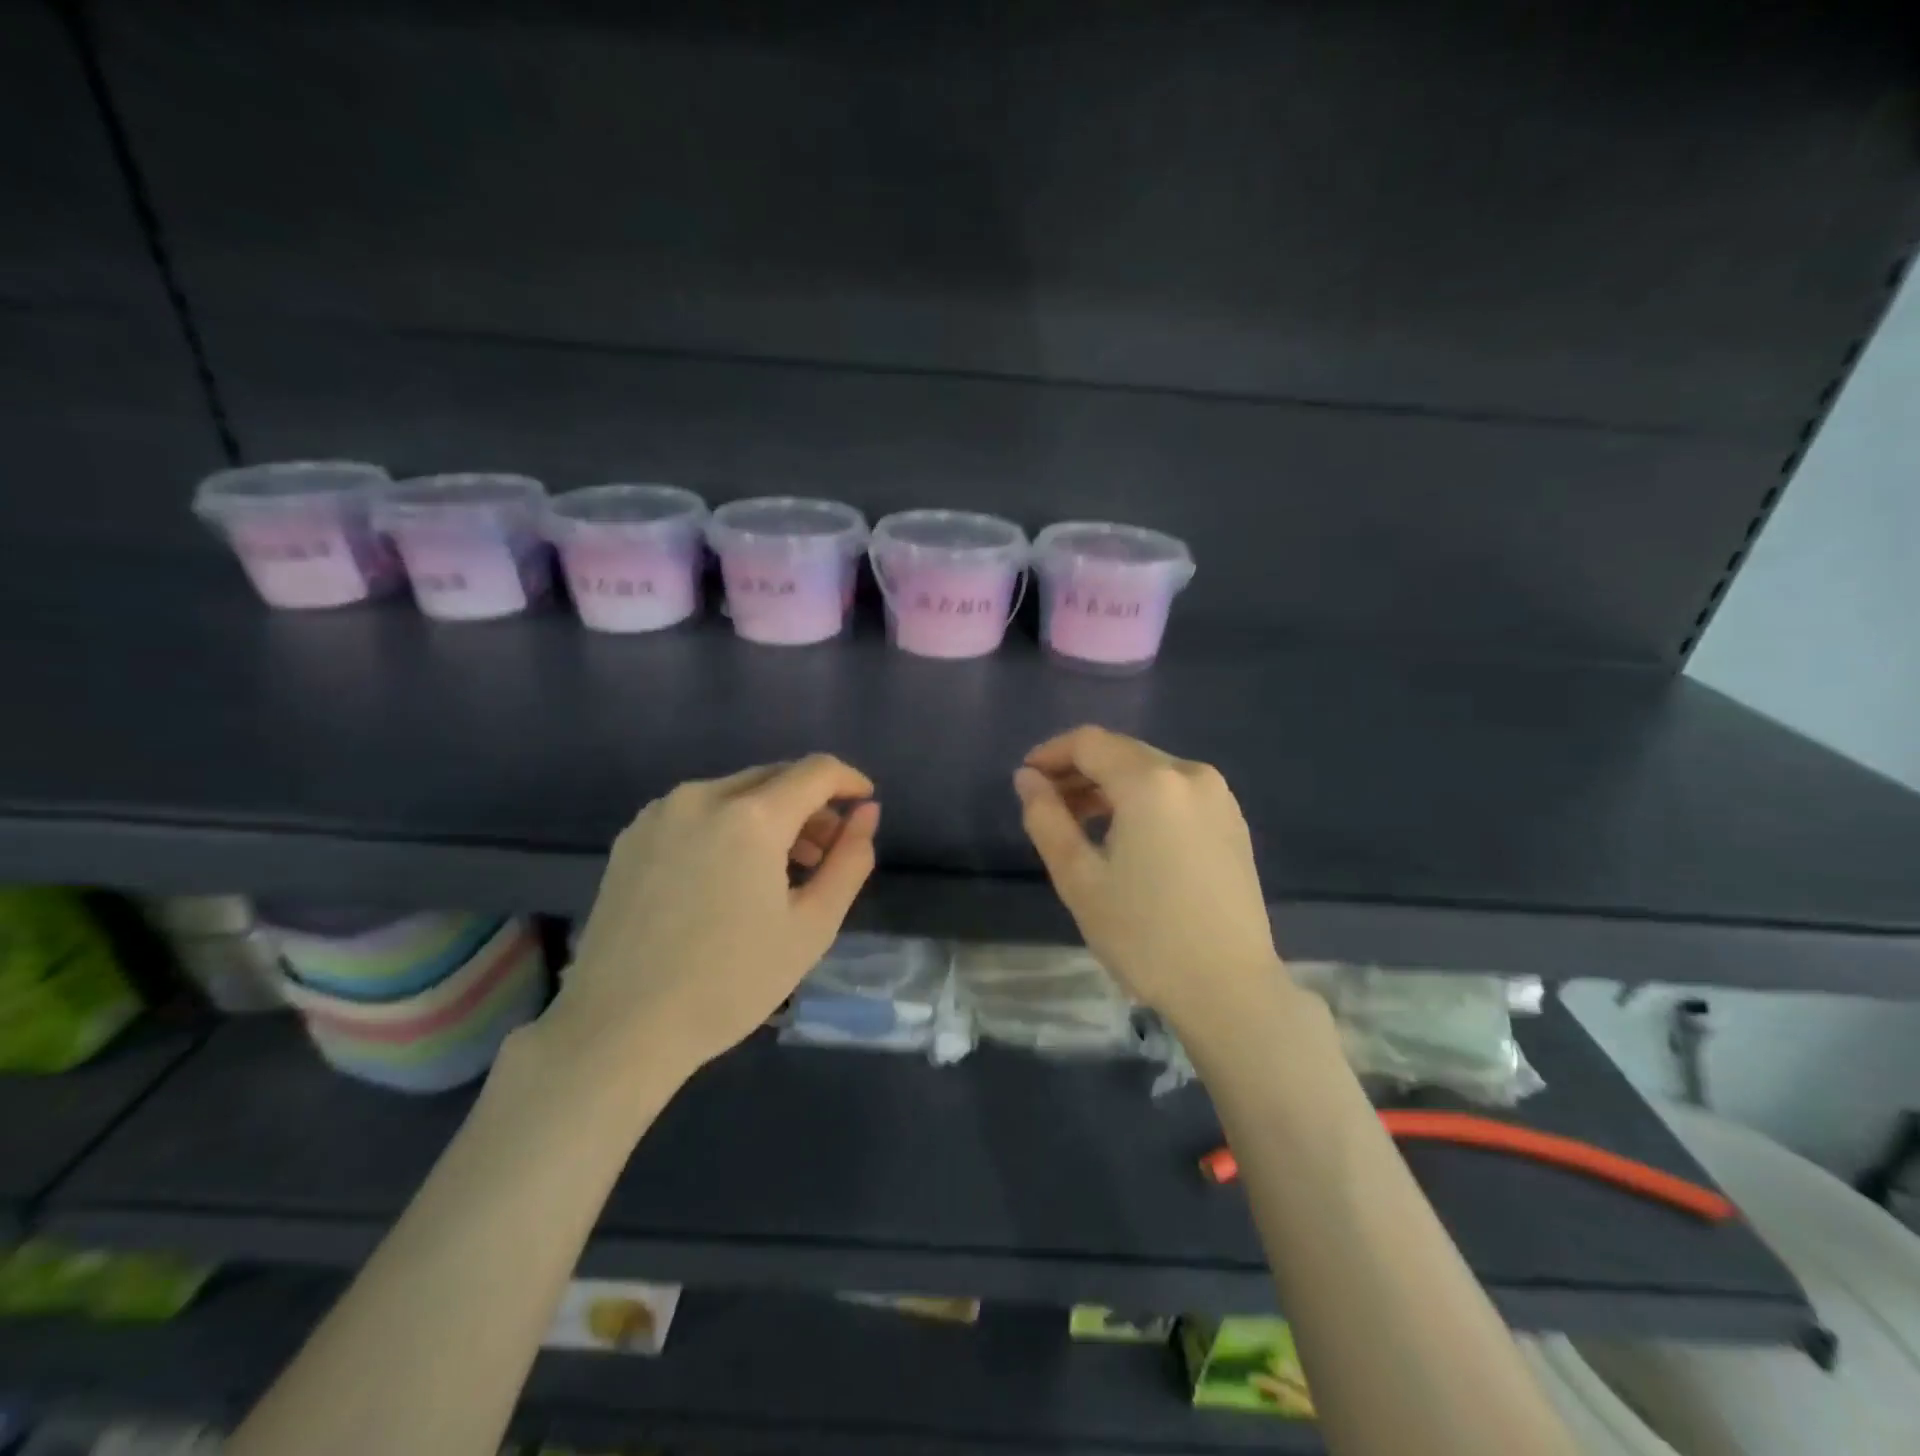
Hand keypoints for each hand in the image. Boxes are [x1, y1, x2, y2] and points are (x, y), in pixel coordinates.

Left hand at [551, 755, 879, 1081]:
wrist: (620, 1028)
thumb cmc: (730, 982)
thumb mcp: (812, 926)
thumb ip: (850, 860)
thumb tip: (866, 813)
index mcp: (750, 817)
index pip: (816, 771)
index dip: (849, 780)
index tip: (865, 805)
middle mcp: (702, 797)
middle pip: (774, 777)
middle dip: (811, 804)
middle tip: (825, 852)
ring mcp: (660, 814)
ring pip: (735, 792)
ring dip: (770, 815)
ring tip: (780, 871)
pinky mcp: (631, 837)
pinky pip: (697, 812)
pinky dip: (729, 826)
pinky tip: (728, 876)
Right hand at [1014, 726, 1284, 1036]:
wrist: (1229, 989)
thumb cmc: (1144, 935)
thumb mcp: (1079, 878)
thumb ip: (1046, 818)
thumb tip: (1027, 779)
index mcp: (1152, 782)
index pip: (1089, 742)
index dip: (1050, 753)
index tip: (1025, 780)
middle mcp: (1191, 774)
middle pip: (1121, 752)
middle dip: (1078, 770)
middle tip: (1046, 805)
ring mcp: (1219, 797)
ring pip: (1149, 771)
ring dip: (1109, 786)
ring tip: (1079, 823)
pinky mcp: (1232, 822)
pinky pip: (1175, 792)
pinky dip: (1142, 800)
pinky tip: (1125, 836)